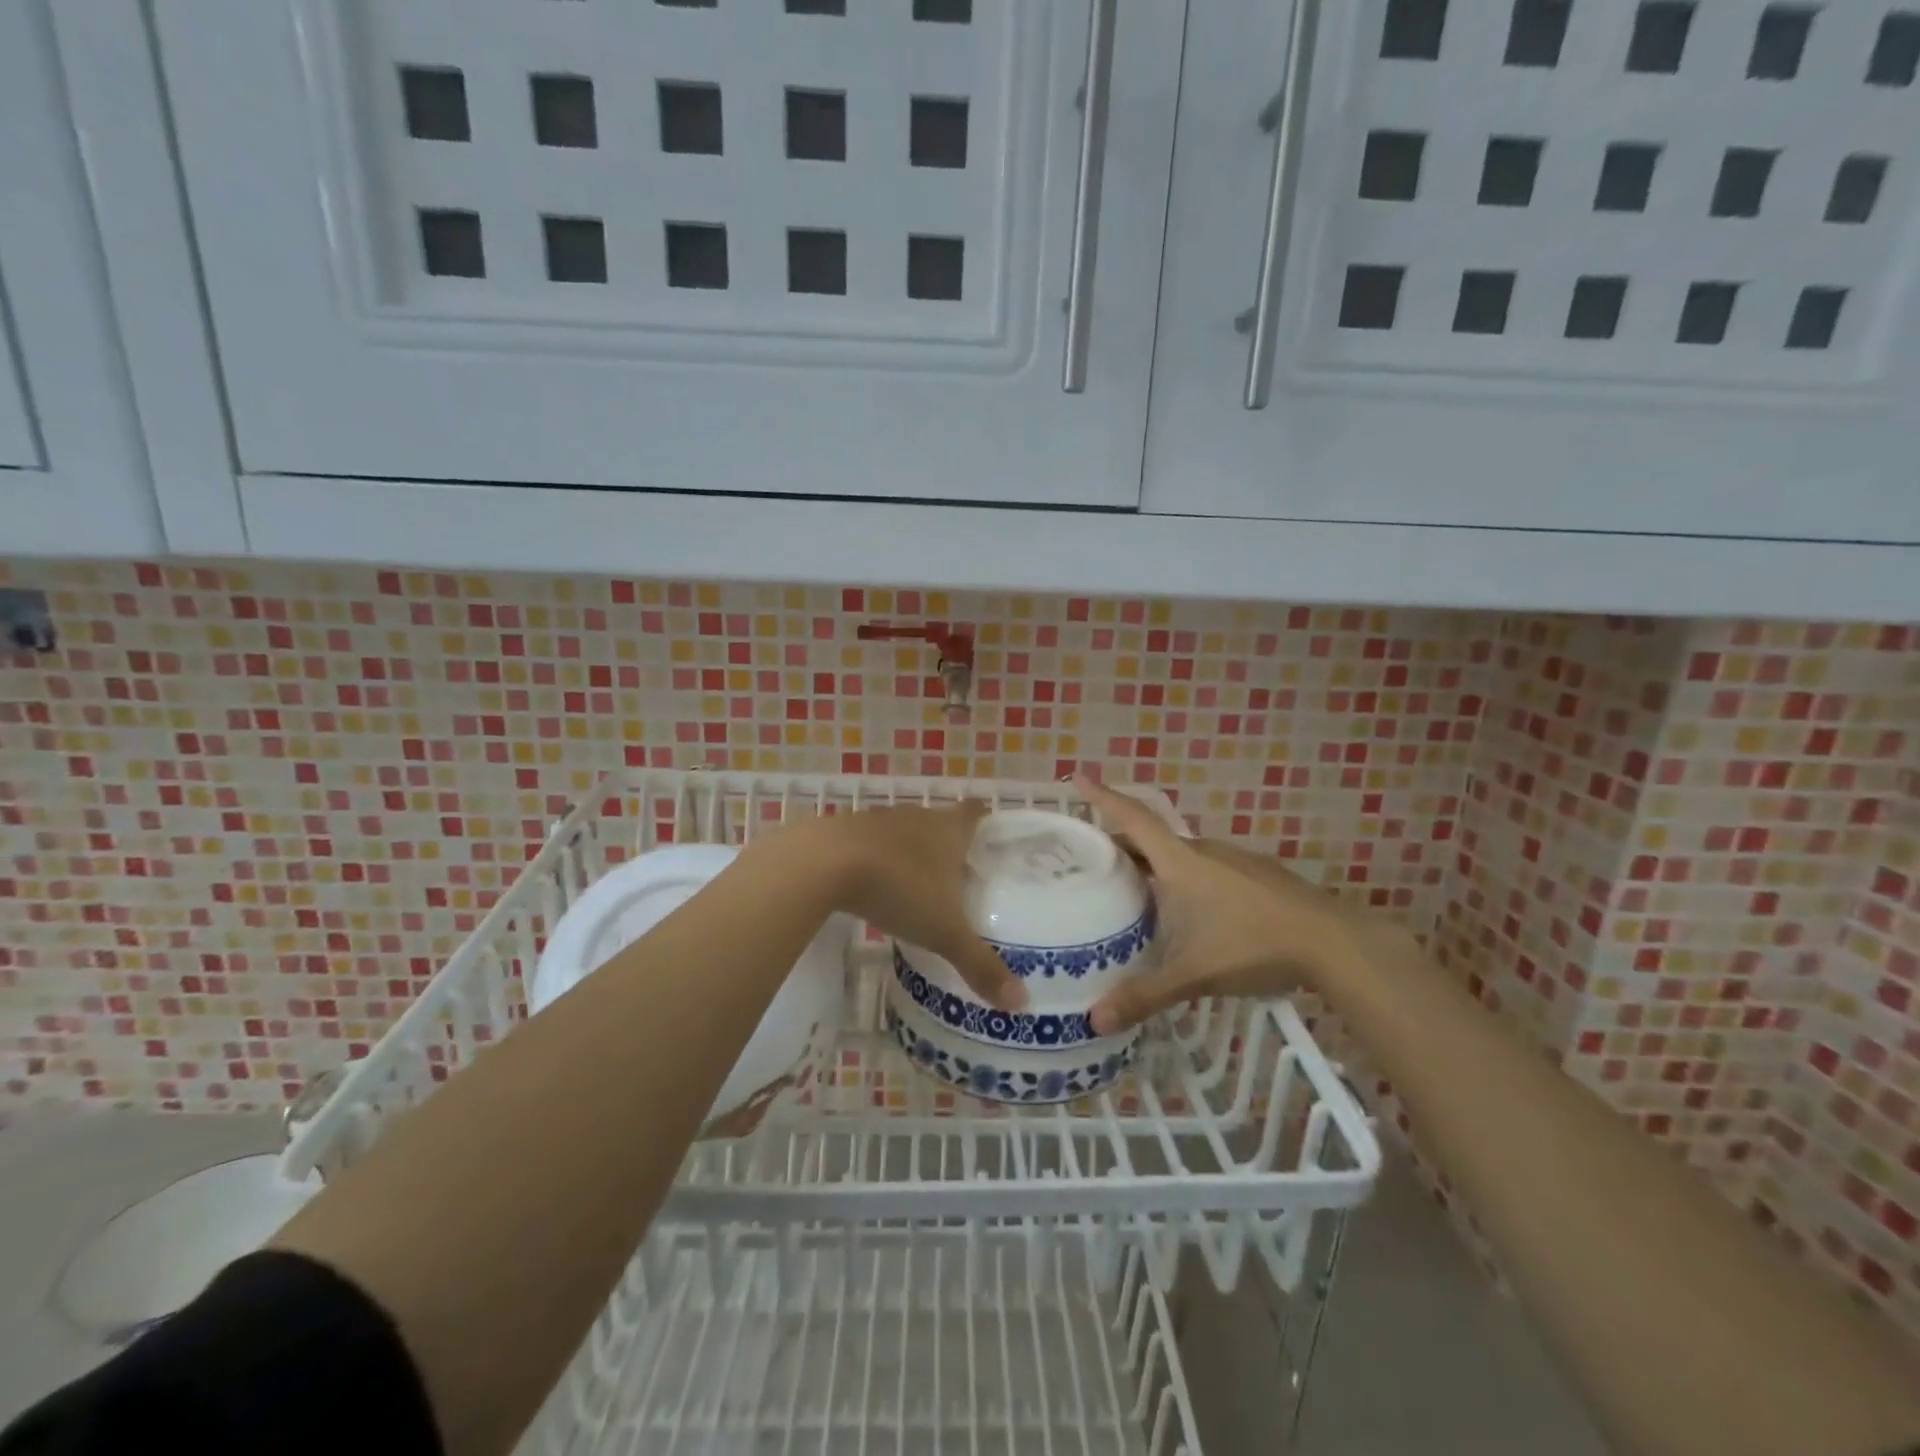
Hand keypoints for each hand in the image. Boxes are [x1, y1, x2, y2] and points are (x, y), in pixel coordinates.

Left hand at [806, 801, 1025, 1010]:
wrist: (824, 863)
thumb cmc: (898, 887)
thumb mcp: (943, 932)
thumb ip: (979, 964)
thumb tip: (1021, 1003)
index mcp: (949, 829)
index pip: (976, 813)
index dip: (986, 822)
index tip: (992, 841)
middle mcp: (918, 817)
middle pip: (941, 823)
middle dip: (950, 846)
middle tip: (961, 878)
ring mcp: (879, 820)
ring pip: (905, 833)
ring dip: (912, 853)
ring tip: (920, 886)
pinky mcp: (846, 831)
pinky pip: (872, 844)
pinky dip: (879, 861)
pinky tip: (875, 888)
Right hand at [1074, 775, 1364, 1033]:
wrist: (1334, 942)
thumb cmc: (1253, 946)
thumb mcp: (1193, 974)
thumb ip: (1144, 996)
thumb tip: (1093, 1021)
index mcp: (1180, 862)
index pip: (1133, 819)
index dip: (1103, 797)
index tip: (1078, 777)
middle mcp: (1203, 851)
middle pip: (1151, 839)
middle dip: (1120, 845)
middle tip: (1092, 861)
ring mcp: (1234, 859)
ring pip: (1181, 855)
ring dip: (1154, 865)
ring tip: (1136, 891)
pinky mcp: (1257, 874)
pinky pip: (1206, 867)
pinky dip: (1185, 878)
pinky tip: (1191, 911)